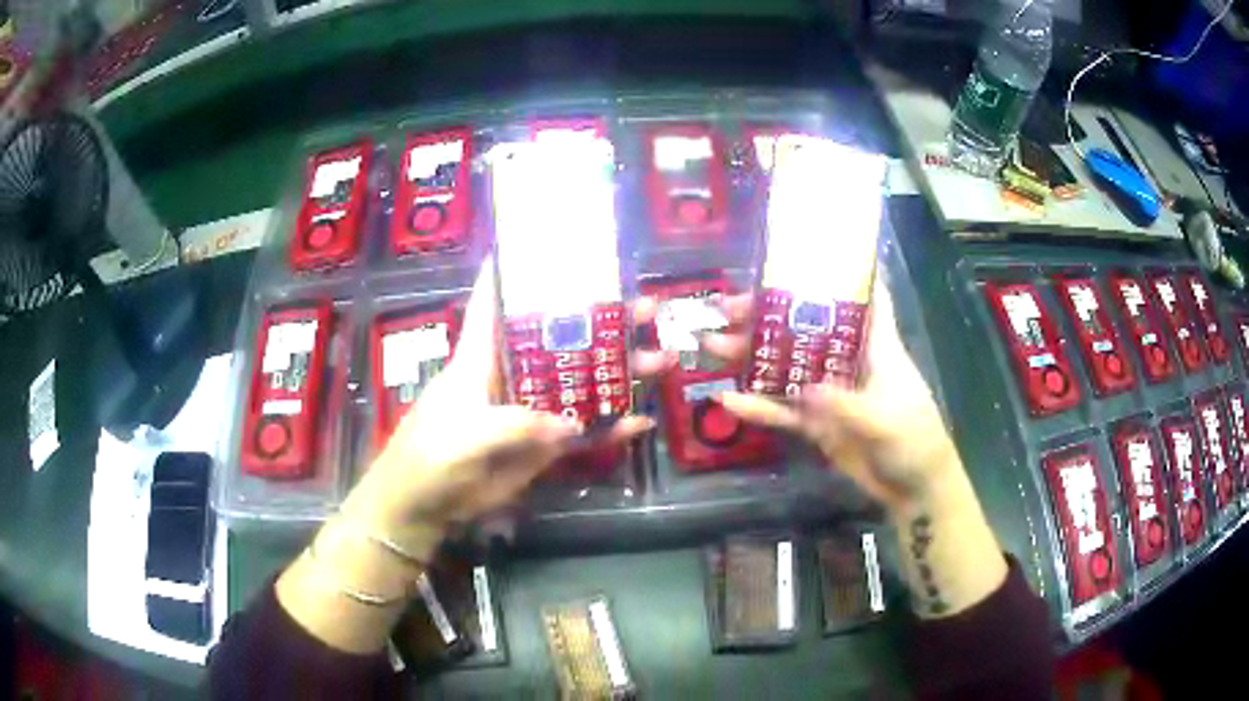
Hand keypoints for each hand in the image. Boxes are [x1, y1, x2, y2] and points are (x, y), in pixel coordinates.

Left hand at [343, 261, 665, 553]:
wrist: (424, 505)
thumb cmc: (433, 453)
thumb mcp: (471, 430)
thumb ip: (521, 423)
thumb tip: (572, 425)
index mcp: (484, 356)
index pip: (497, 302)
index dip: (515, 271)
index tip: (549, 243)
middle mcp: (513, 375)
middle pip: (562, 339)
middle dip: (604, 322)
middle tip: (649, 308)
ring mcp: (532, 411)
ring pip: (583, 384)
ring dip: (621, 373)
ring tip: (662, 360)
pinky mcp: (542, 447)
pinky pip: (584, 434)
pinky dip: (611, 429)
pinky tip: (643, 422)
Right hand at [701, 272, 1005, 616]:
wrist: (914, 490)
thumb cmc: (915, 442)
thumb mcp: (886, 422)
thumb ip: (847, 406)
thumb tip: (805, 388)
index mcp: (875, 346)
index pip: (863, 296)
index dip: (841, 271)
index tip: (803, 251)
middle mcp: (847, 361)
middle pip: (805, 327)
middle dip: (768, 314)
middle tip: (725, 307)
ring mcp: (829, 392)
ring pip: (786, 366)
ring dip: (752, 357)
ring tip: (712, 346)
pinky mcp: (818, 423)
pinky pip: (783, 410)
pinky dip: (758, 406)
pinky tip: (728, 400)